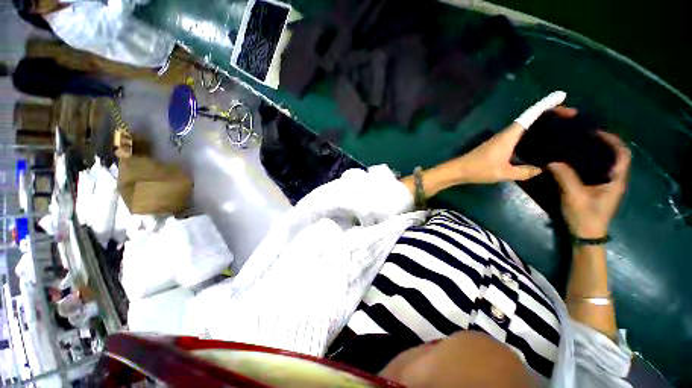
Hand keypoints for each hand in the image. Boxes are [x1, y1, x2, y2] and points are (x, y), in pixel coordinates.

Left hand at [401, 92, 568, 197]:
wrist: (458, 170)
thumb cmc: (479, 169)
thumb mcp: (503, 173)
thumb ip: (524, 172)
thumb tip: (541, 169)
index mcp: (509, 135)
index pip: (530, 115)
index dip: (546, 104)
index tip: (562, 95)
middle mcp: (506, 133)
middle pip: (530, 118)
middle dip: (549, 113)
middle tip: (569, 114)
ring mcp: (502, 139)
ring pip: (525, 126)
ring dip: (541, 123)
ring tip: (560, 125)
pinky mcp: (498, 145)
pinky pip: (520, 136)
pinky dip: (532, 134)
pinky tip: (539, 142)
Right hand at [548, 132, 630, 237]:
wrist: (586, 235)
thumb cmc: (585, 216)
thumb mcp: (574, 196)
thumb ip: (564, 176)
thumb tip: (551, 160)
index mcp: (616, 180)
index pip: (622, 154)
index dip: (613, 140)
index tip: (595, 132)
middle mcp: (614, 180)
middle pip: (614, 156)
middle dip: (602, 144)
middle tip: (583, 137)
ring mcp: (606, 186)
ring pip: (605, 163)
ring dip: (594, 153)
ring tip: (576, 146)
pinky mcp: (597, 190)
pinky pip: (595, 171)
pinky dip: (587, 163)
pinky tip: (573, 162)